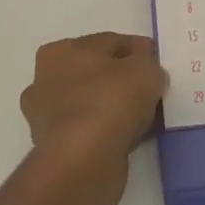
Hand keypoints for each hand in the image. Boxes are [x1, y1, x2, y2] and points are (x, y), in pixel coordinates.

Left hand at [19, 33, 166, 204]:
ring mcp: (46, 116)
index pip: (109, 43)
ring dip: (115, 109)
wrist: (84, 161)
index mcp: (60, 51)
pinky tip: (132, 137)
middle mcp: (45, 80)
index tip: (158, 65)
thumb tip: (145, 70)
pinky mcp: (55, 147)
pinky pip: (91, 130)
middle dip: (123, 81)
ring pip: (92, 103)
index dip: (138, 51)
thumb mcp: (145, 69)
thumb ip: (148, 62)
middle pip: (96, 73)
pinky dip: (109, 132)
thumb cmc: (111, 101)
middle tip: (152, 92)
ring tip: (145, 118)